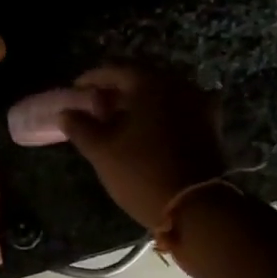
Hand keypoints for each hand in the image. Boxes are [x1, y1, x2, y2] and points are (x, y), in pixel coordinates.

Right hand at [58, 63, 227, 229]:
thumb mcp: (102, 151)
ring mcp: (199, 104)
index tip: (75, 90)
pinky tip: (145, 130)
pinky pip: (177, 109)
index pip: (115, 69)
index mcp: (151, 84)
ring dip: (138, 103)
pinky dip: (158, 114)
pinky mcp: (210, 125)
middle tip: (95, 105)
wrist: (197, 208)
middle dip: (116, 90)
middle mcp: (179, 85)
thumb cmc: (142, 173)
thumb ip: (80, 127)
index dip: (92, 78)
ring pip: (161, 94)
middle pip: (141, 79)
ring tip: (117, 120)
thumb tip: (66, 112)